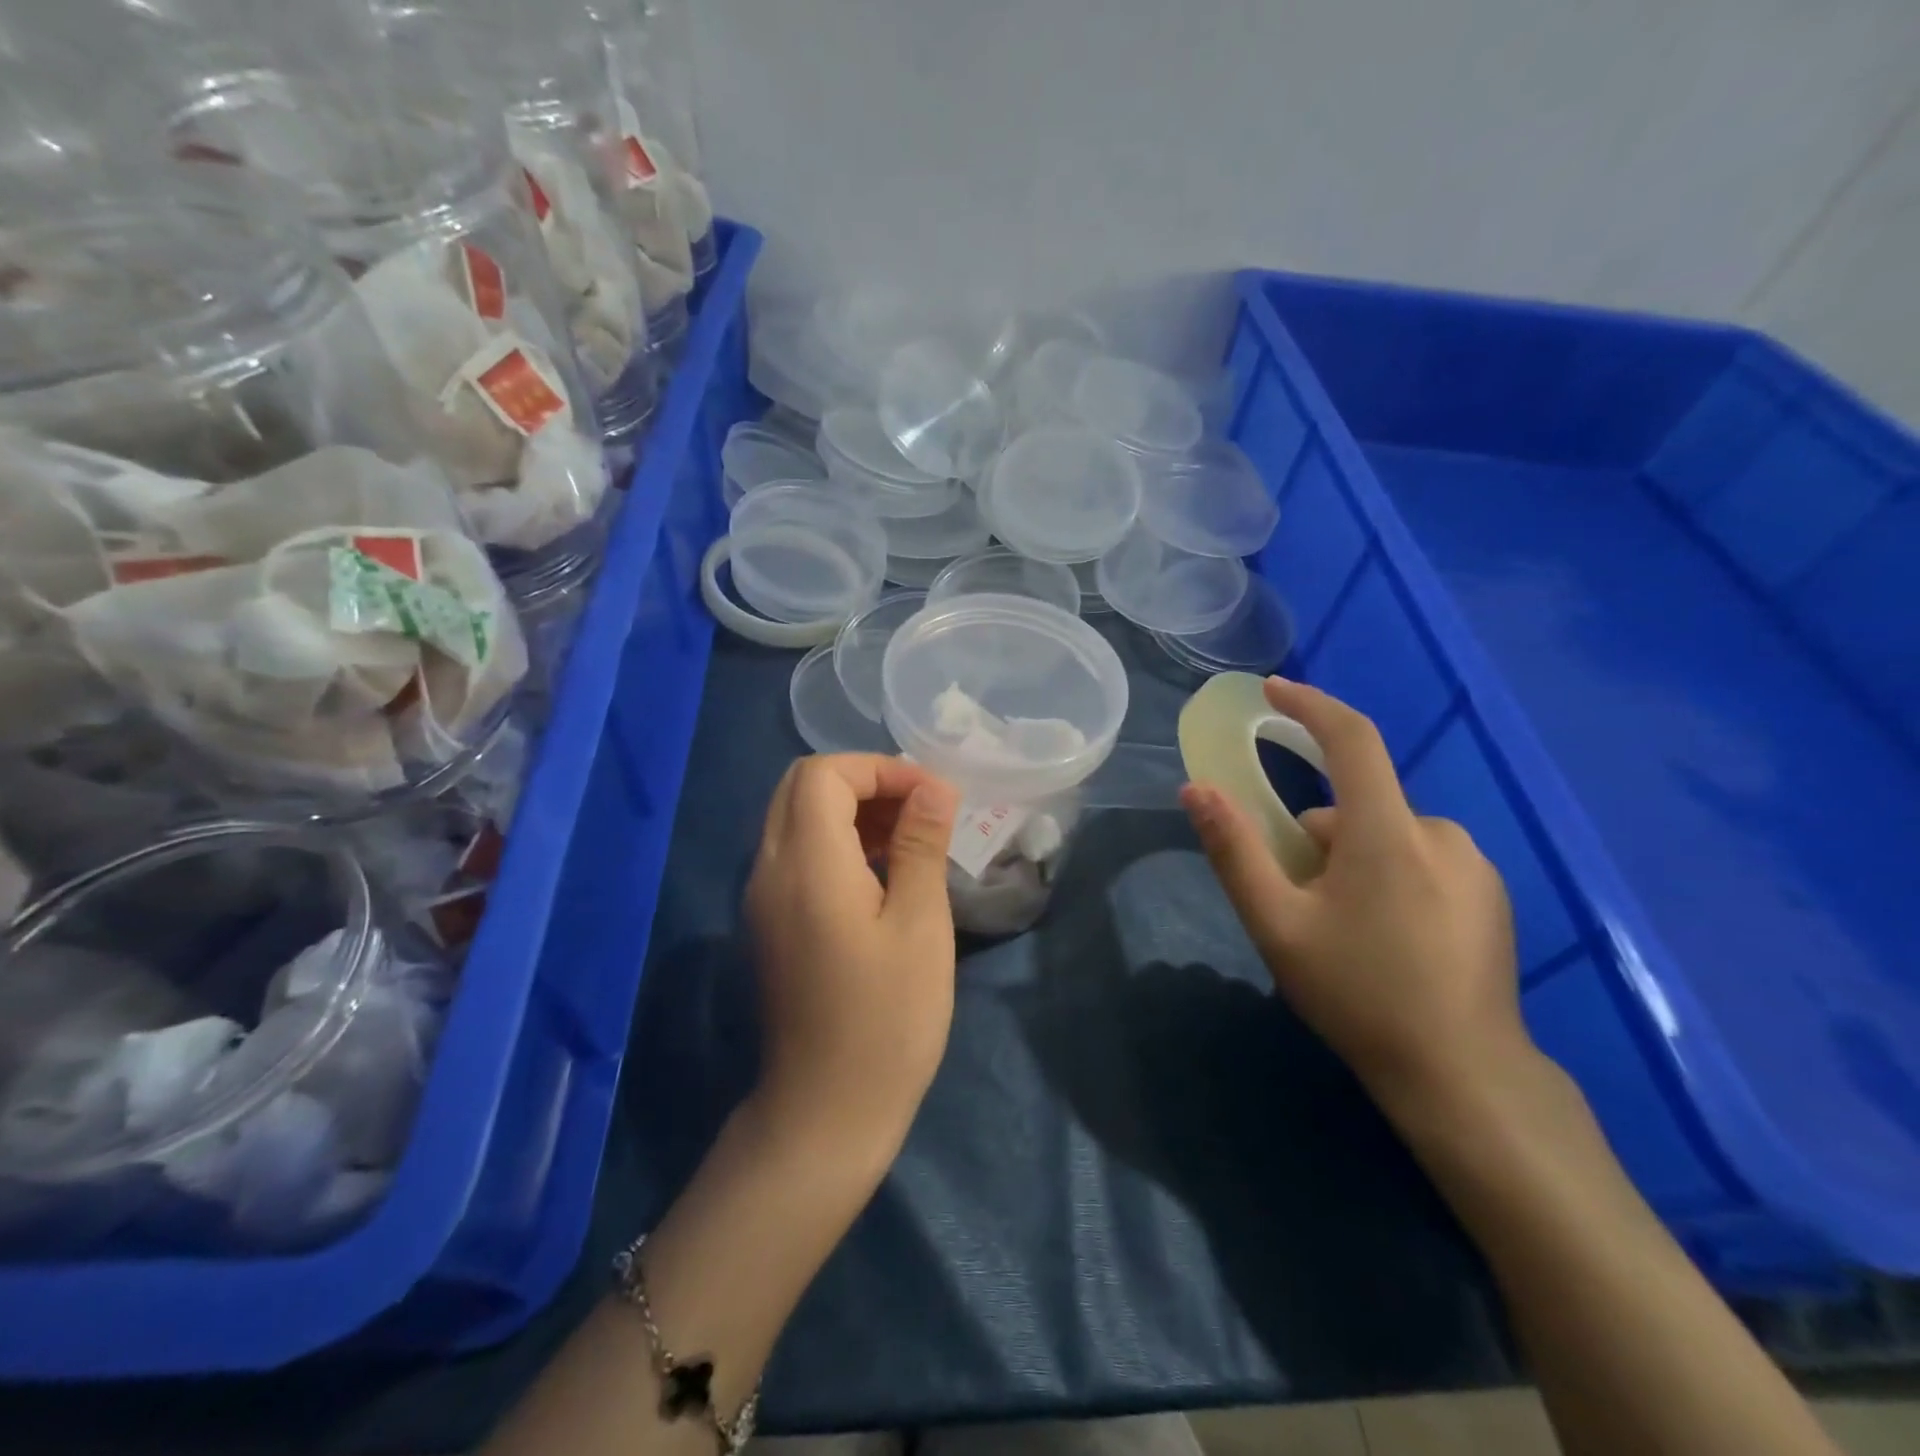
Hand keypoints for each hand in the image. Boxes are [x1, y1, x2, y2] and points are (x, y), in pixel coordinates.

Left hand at [745, 754, 960, 1152]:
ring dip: (850, 810)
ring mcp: (762, 897)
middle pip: (801, 786)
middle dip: (863, 782)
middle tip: (919, 809)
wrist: (826, 1112)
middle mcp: (770, 869)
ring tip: (909, 837)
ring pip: (795, 818)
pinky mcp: (770, 922)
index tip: (931, 797)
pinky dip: (835, 840)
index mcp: (806, 864)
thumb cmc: (886, 1019)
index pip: (823, 774)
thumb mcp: (919, 924)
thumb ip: (920, 844)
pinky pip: (795, 853)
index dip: (879, 769)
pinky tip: (881, 871)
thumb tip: (934, 787)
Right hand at [1180, 677, 1530, 1119]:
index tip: (1272, 691)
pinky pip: (1423, 860)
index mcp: (1387, 833)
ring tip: (1346, 930)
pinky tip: (1392, 940)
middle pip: (1358, 807)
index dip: (1309, 706)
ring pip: (1389, 836)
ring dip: (1355, 860)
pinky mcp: (1492, 895)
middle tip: (1300, 902)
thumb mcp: (1277, 925)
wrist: (1463, 1078)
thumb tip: (1195, 789)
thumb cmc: (1359, 995)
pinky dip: (1392, 876)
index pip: (1351, 740)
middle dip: (1318, 838)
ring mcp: (1475, 866)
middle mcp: (1440, 834)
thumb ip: (1234, 851)